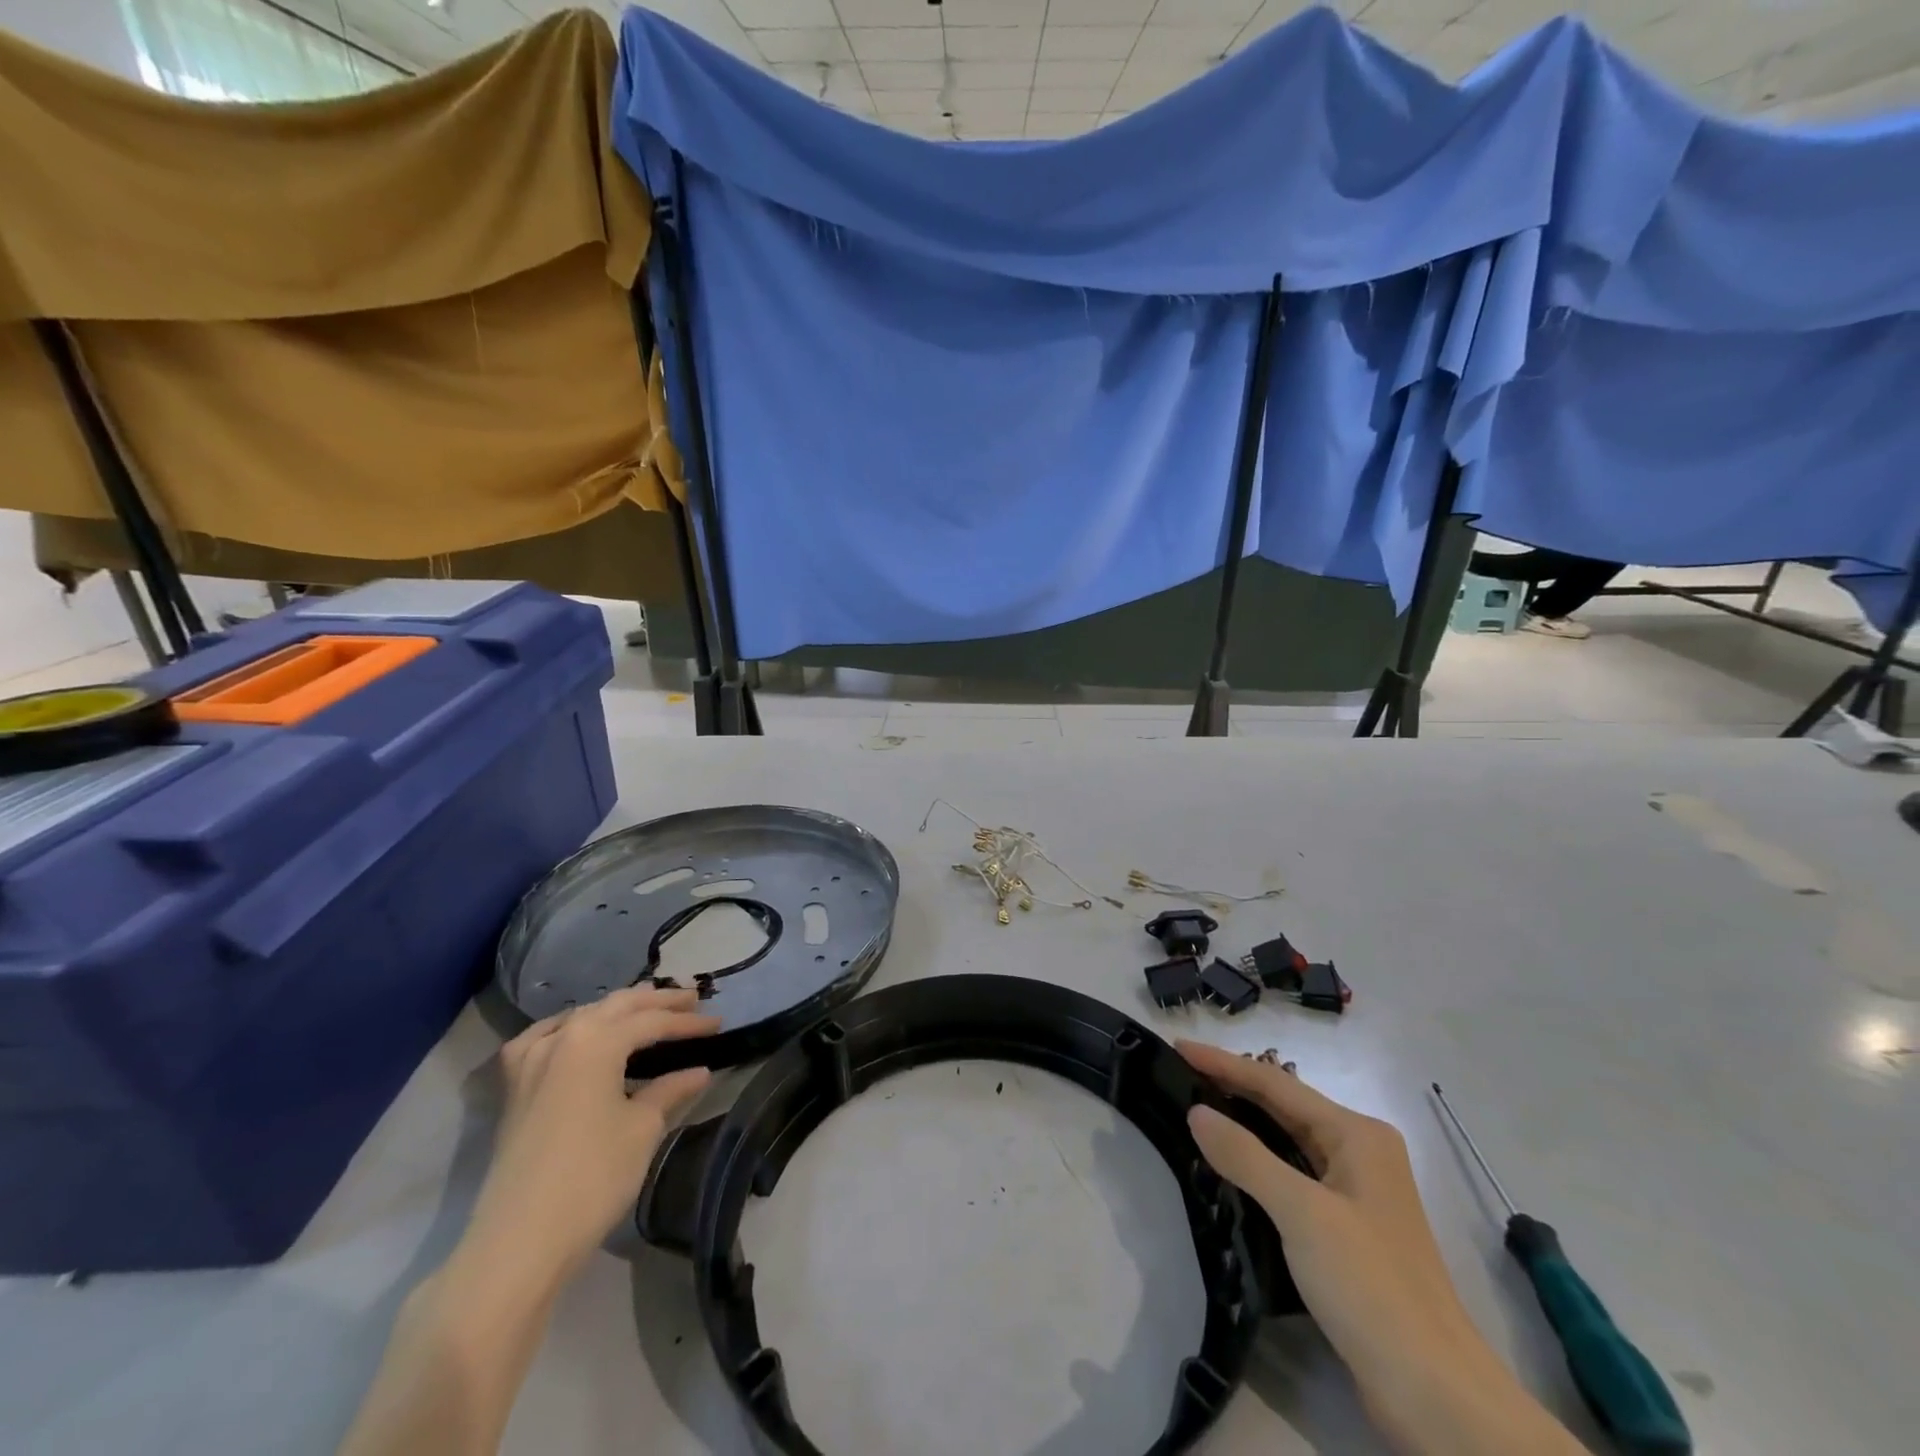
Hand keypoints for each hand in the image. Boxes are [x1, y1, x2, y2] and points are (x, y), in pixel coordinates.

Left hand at [463, 987, 718, 1289]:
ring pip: (583, 1016)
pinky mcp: (514, 1087)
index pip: (653, 1021)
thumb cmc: (593, 1176)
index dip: (688, 1023)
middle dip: (657, 1001)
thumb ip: (670, 1090)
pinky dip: (570, 1029)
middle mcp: (563, 1037)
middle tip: (692, 1001)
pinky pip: (545, 1038)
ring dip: (618, 1011)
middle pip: (618, 1006)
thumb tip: (699, 1071)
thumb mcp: (643, 1128)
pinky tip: (578, 1033)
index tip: (719, 1023)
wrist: (520, 1239)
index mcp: (597, 1040)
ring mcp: (531, 1060)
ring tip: (647, 1013)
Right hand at [1180, 1042, 1586, 1455]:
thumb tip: (1197, 1112)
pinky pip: (1291, 1174)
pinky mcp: (1346, 1229)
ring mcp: (1355, 1192)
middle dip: (1232, 1088)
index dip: (1224, 1063)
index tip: (1178, 1047)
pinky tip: (1228, 1165)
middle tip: (1180, 1075)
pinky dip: (1257, 1162)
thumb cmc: (1370, 1286)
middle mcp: (1360, 1152)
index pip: (1276, 1083)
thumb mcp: (1301, 1213)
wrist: (1435, 1394)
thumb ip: (1245, 1156)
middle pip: (1283, 1106)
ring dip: (1243, 1124)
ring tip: (1195, 1109)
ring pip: (1287, 1140)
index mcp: (1357, 1134)